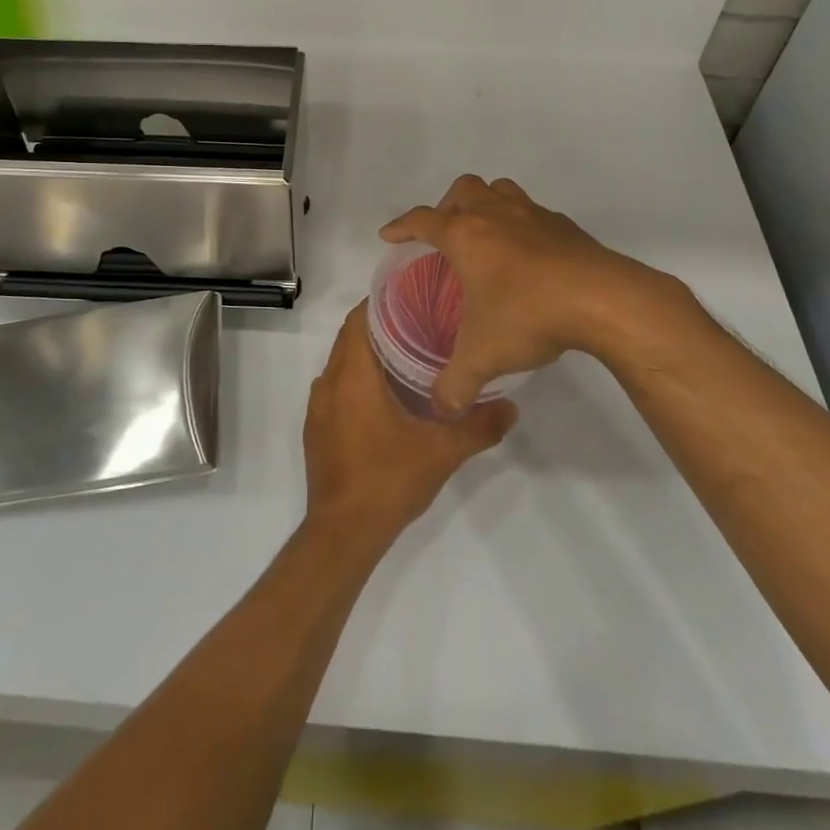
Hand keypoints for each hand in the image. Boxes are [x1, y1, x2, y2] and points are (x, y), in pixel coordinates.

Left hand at [303, 303, 516, 553]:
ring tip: (409, 356)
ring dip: (369, 356)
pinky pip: (337, 389)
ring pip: (343, 364)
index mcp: (352, 375)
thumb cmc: (387, 480)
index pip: (359, 319)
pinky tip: (387, 397)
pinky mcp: (317, 429)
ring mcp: (318, 408)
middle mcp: (328, 383)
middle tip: (422, 323)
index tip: (413, 295)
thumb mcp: (441, 452)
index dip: (382, 302)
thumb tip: (512, 406)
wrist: (343, 533)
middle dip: (382, 327)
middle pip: (351, 338)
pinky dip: (358, 381)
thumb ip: (478, 426)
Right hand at [382, 175, 703, 414]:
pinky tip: (528, 257)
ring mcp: (533, 215)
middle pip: (463, 190)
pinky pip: (533, 212)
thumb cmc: (529, 315)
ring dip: (486, 204)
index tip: (389, 235)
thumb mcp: (483, 357)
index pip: (422, 220)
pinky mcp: (565, 226)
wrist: (604, 300)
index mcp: (466, 235)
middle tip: (445, 236)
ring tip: (484, 236)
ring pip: (500, 189)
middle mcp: (496, 214)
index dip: (402, 226)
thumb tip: (442, 407)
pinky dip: (521, 225)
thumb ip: (455, 384)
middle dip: (447, 207)